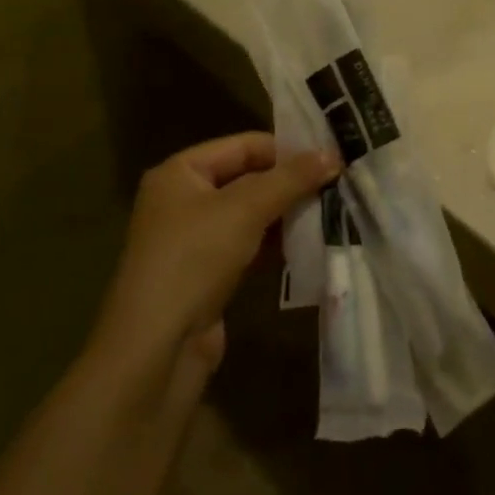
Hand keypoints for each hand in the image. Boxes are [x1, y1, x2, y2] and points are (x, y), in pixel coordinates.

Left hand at [98, 133, 336, 375]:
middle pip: (247, 179)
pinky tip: (308, 244)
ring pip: (250, 215)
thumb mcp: (245, 209)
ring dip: (287, 214)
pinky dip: (275, 244)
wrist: (156, 348)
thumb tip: (331, 154)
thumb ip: (290, 179)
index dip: (285, 149)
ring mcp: (193, 240)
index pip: (242, 146)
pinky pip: (248, 246)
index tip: (329, 155)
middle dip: (290, 183)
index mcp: (180, 172)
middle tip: (337, 183)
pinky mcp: (206, 274)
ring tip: (332, 211)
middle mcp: (183, 200)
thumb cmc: (194, 259)